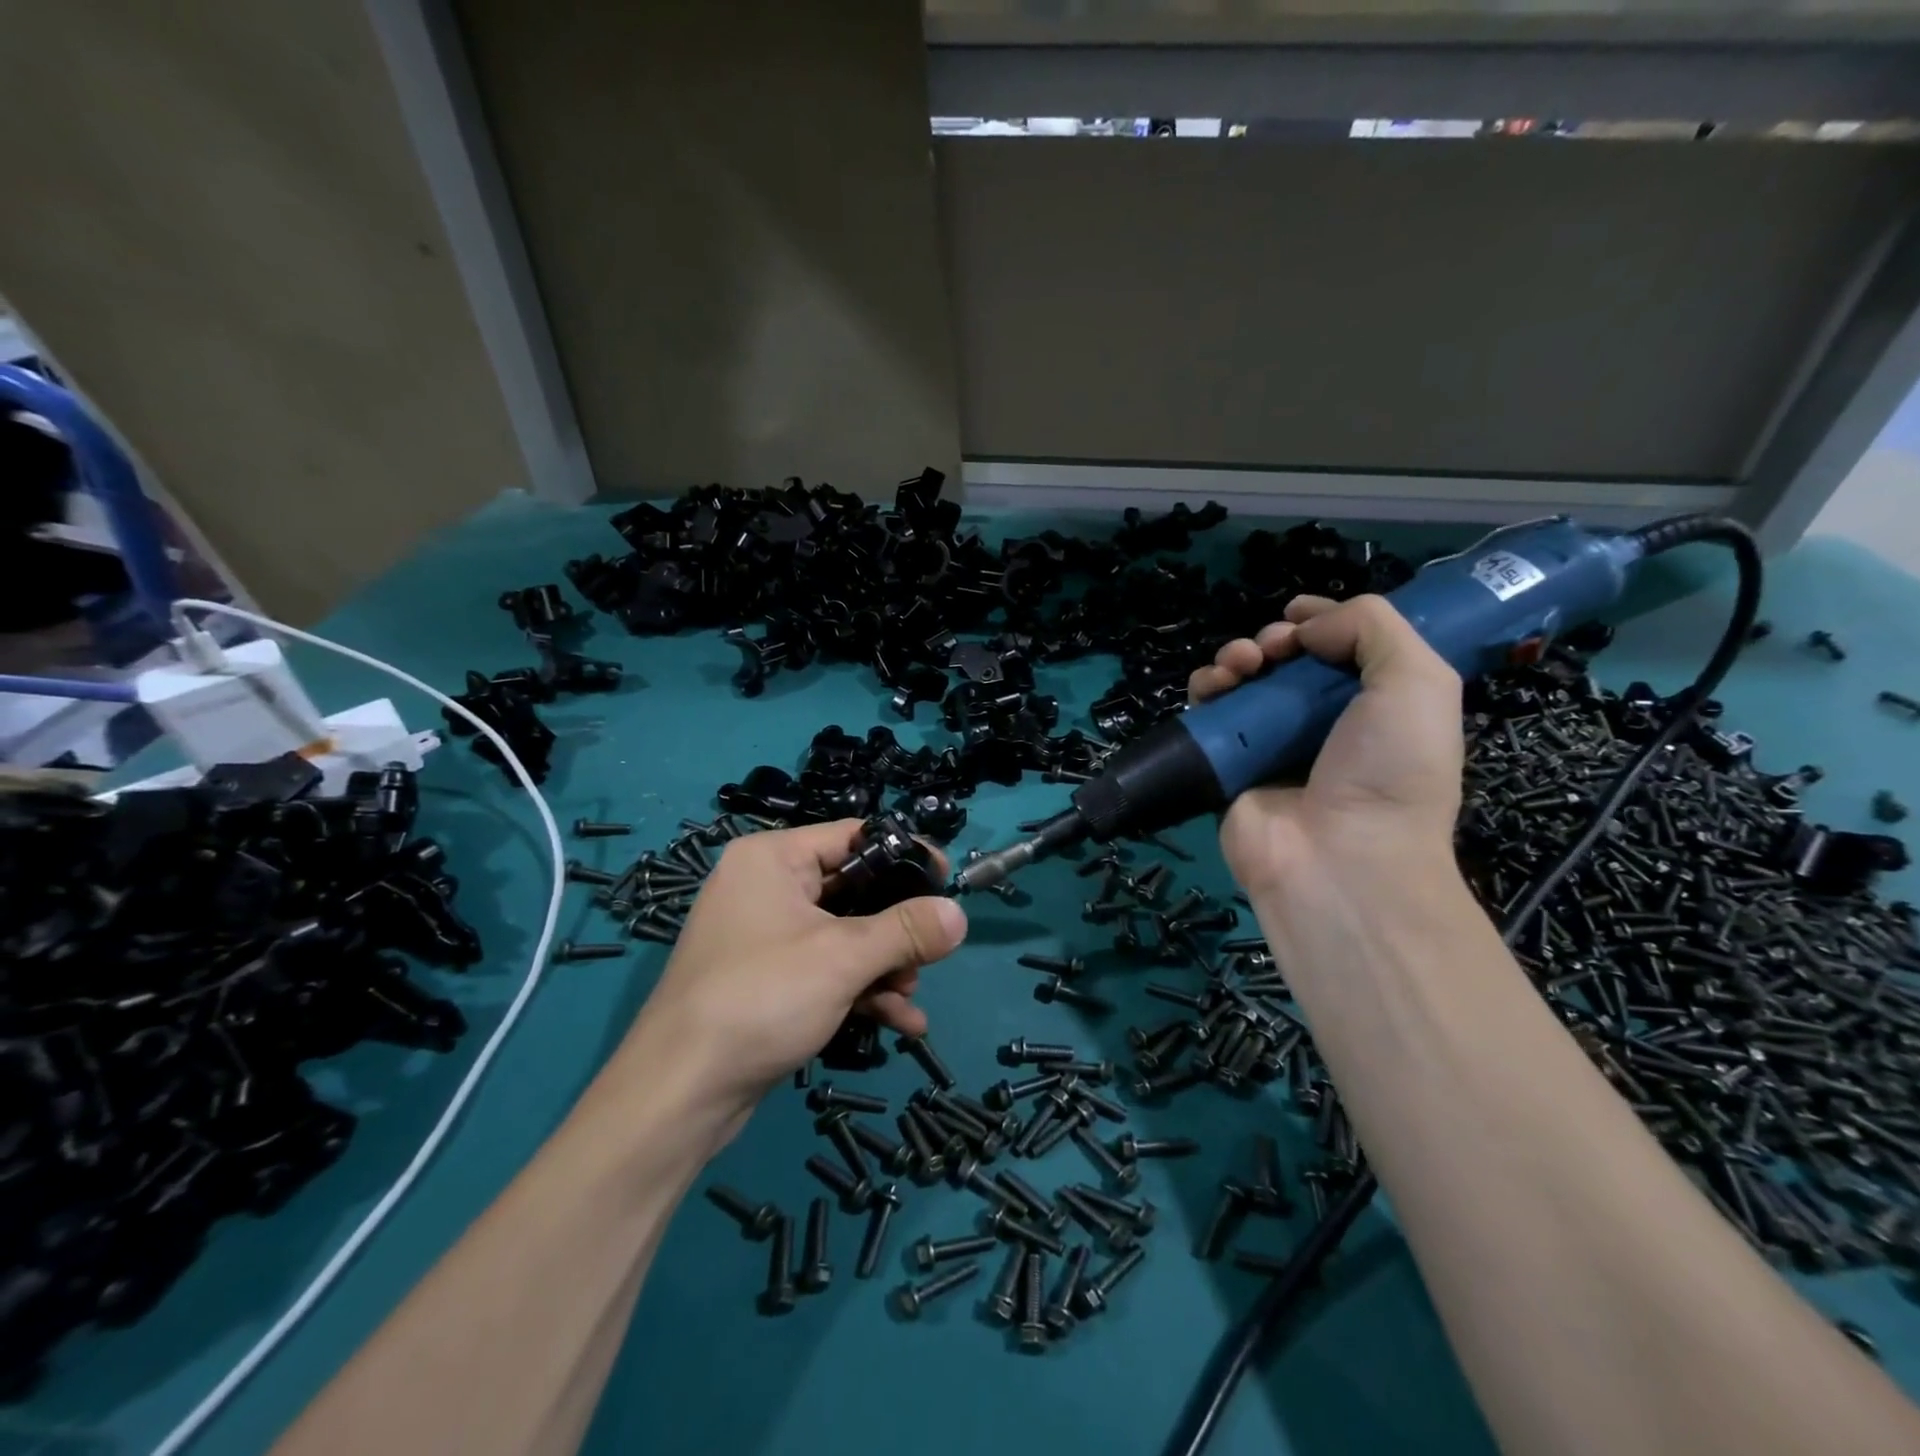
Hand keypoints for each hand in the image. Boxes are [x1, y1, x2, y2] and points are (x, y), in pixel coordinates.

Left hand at [619, 822, 967, 1113]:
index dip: (903, 855)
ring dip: (883, 964)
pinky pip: (824, 969)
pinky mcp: (766, 980)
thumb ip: (906, 930)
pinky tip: (900, 1022)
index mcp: (773, 858)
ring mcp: (763, 936)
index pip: (853, 836)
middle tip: (931, 950)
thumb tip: (959, 914)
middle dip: (895, 927)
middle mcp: (765, 887)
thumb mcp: (843, 957)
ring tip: (911, 995)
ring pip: (842, 934)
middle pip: (852, 889)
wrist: (679, 1094)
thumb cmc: (761, 998)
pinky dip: (860, 989)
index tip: (946, 881)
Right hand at [1189, 594, 1463, 899]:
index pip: (1341, 647)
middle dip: (1275, 638)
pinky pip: (1208, 714)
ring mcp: (1270, 744)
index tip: (1300, 614)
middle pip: (1286, 660)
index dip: (1320, 621)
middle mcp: (1321, 723)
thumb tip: (1306, 628)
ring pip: (1242, 681)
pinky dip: (1206, 688)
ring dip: (1236, 656)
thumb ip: (1373, 627)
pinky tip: (1215, 685)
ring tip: (1241, 664)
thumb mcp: (1418, 682)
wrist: (1339, 857)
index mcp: (1375, 705)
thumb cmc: (1391, 769)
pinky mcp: (1226, 763)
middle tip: (1274, 647)